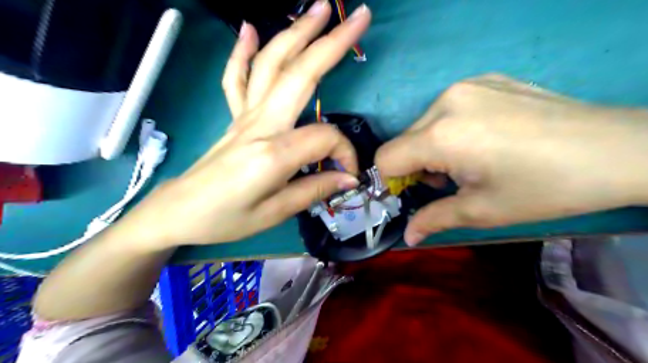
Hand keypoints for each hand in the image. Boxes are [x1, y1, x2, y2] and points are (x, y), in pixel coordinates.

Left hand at [120, 0, 372, 246]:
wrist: (178, 212)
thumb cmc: (225, 219)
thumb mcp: (274, 213)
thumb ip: (314, 190)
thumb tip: (349, 178)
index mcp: (273, 152)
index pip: (325, 138)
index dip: (344, 154)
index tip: (347, 175)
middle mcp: (260, 124)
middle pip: (300, 75)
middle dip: (332, 44)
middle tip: (359, 18)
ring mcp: (244, 116)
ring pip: (271, 65)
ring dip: (296, 33)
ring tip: (319, 8)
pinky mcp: (234, 117)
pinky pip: (237, 78)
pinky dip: (243, 52)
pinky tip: (250, 28)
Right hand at [376, 73, 647, 244]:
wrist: (616, 149)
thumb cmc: (543, 188)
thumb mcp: (482, 210)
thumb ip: (434, 219)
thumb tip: (408, 237)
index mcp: (441, 135)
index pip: (387, 157)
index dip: (391, 180)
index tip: (412, 193)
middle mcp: (445, 102)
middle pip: (404, 140)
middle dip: (415, 165)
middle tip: (448, 180)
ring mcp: (466, 86)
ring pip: (424, 124)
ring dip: (432, 146)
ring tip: (468, 159)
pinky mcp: (484, 80)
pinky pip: (447, 108)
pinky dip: (450, 128)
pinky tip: (484, 136)